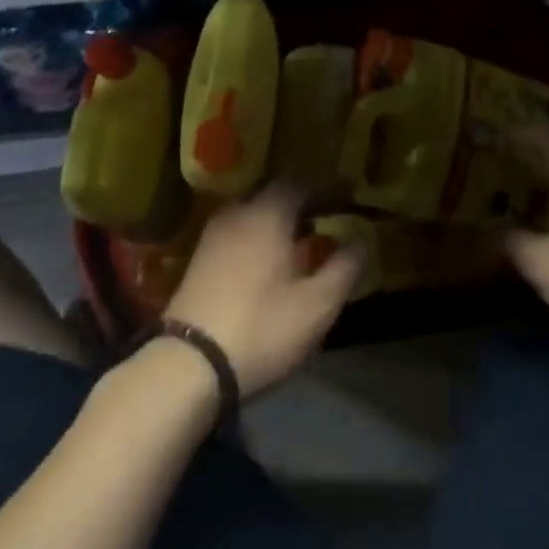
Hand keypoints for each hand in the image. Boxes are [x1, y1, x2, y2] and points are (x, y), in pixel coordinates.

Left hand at [165, 186, 361, 397]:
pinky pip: (238, 231)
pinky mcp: (199, 259)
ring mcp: (213, 235)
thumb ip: (344, 267)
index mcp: (268, 214)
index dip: (328, 187)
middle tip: (328, 213)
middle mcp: (237, 213)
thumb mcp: (317, 304)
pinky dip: (260, 234)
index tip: (349, 194)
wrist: (188, 364)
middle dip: (303, 200)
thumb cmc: (262, 327)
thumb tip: (361, 241)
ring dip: (279, 218)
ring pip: (253, 212)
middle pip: (274, 193)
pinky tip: (271, 258)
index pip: (301, 183)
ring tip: (303, 236)